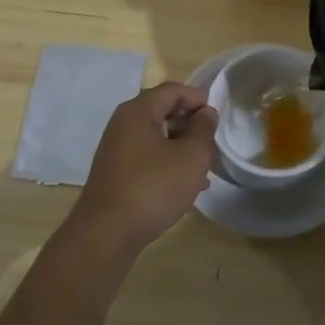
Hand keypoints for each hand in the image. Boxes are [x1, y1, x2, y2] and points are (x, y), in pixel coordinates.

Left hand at [70, 82, 218, 250]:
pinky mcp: (115, 174)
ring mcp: (116, 150)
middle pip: (162, 112)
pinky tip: (184, 189)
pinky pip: (147, 159)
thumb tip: (205, 113)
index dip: (198, 98)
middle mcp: (123, 124)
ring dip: (181, 148)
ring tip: (203, 170)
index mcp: (138, 111)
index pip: (173, 90)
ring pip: (156, 138)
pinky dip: (167, 165)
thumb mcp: (191, 157)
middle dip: (190, 125)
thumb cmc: (153, 187)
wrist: (106, 234)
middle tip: (211, 143)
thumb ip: (203, 130)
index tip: (218, 117)